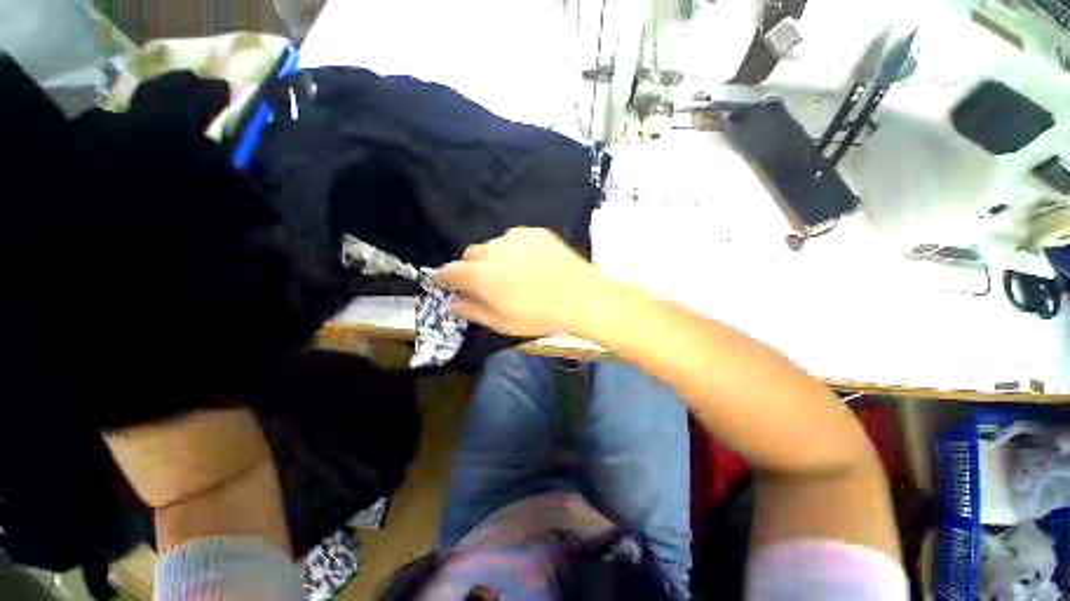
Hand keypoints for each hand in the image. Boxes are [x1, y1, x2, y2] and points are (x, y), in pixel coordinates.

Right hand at [437, 228, 606, 336]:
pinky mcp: (535, 232)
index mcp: (479, 275)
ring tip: (514, 272)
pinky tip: (530, 261)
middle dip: (471, 269)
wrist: (580, 296)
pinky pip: (515, 238)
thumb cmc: (538, 315)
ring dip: (494, 257)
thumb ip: (471, 311)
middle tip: (488, 284)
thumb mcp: (500, 322)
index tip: (451, 287)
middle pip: (469, 255)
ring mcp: (515, 238)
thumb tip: (452, 304)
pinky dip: (515, 248)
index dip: (446, 280)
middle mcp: (492, 250)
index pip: (448, 271)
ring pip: (493, 245)